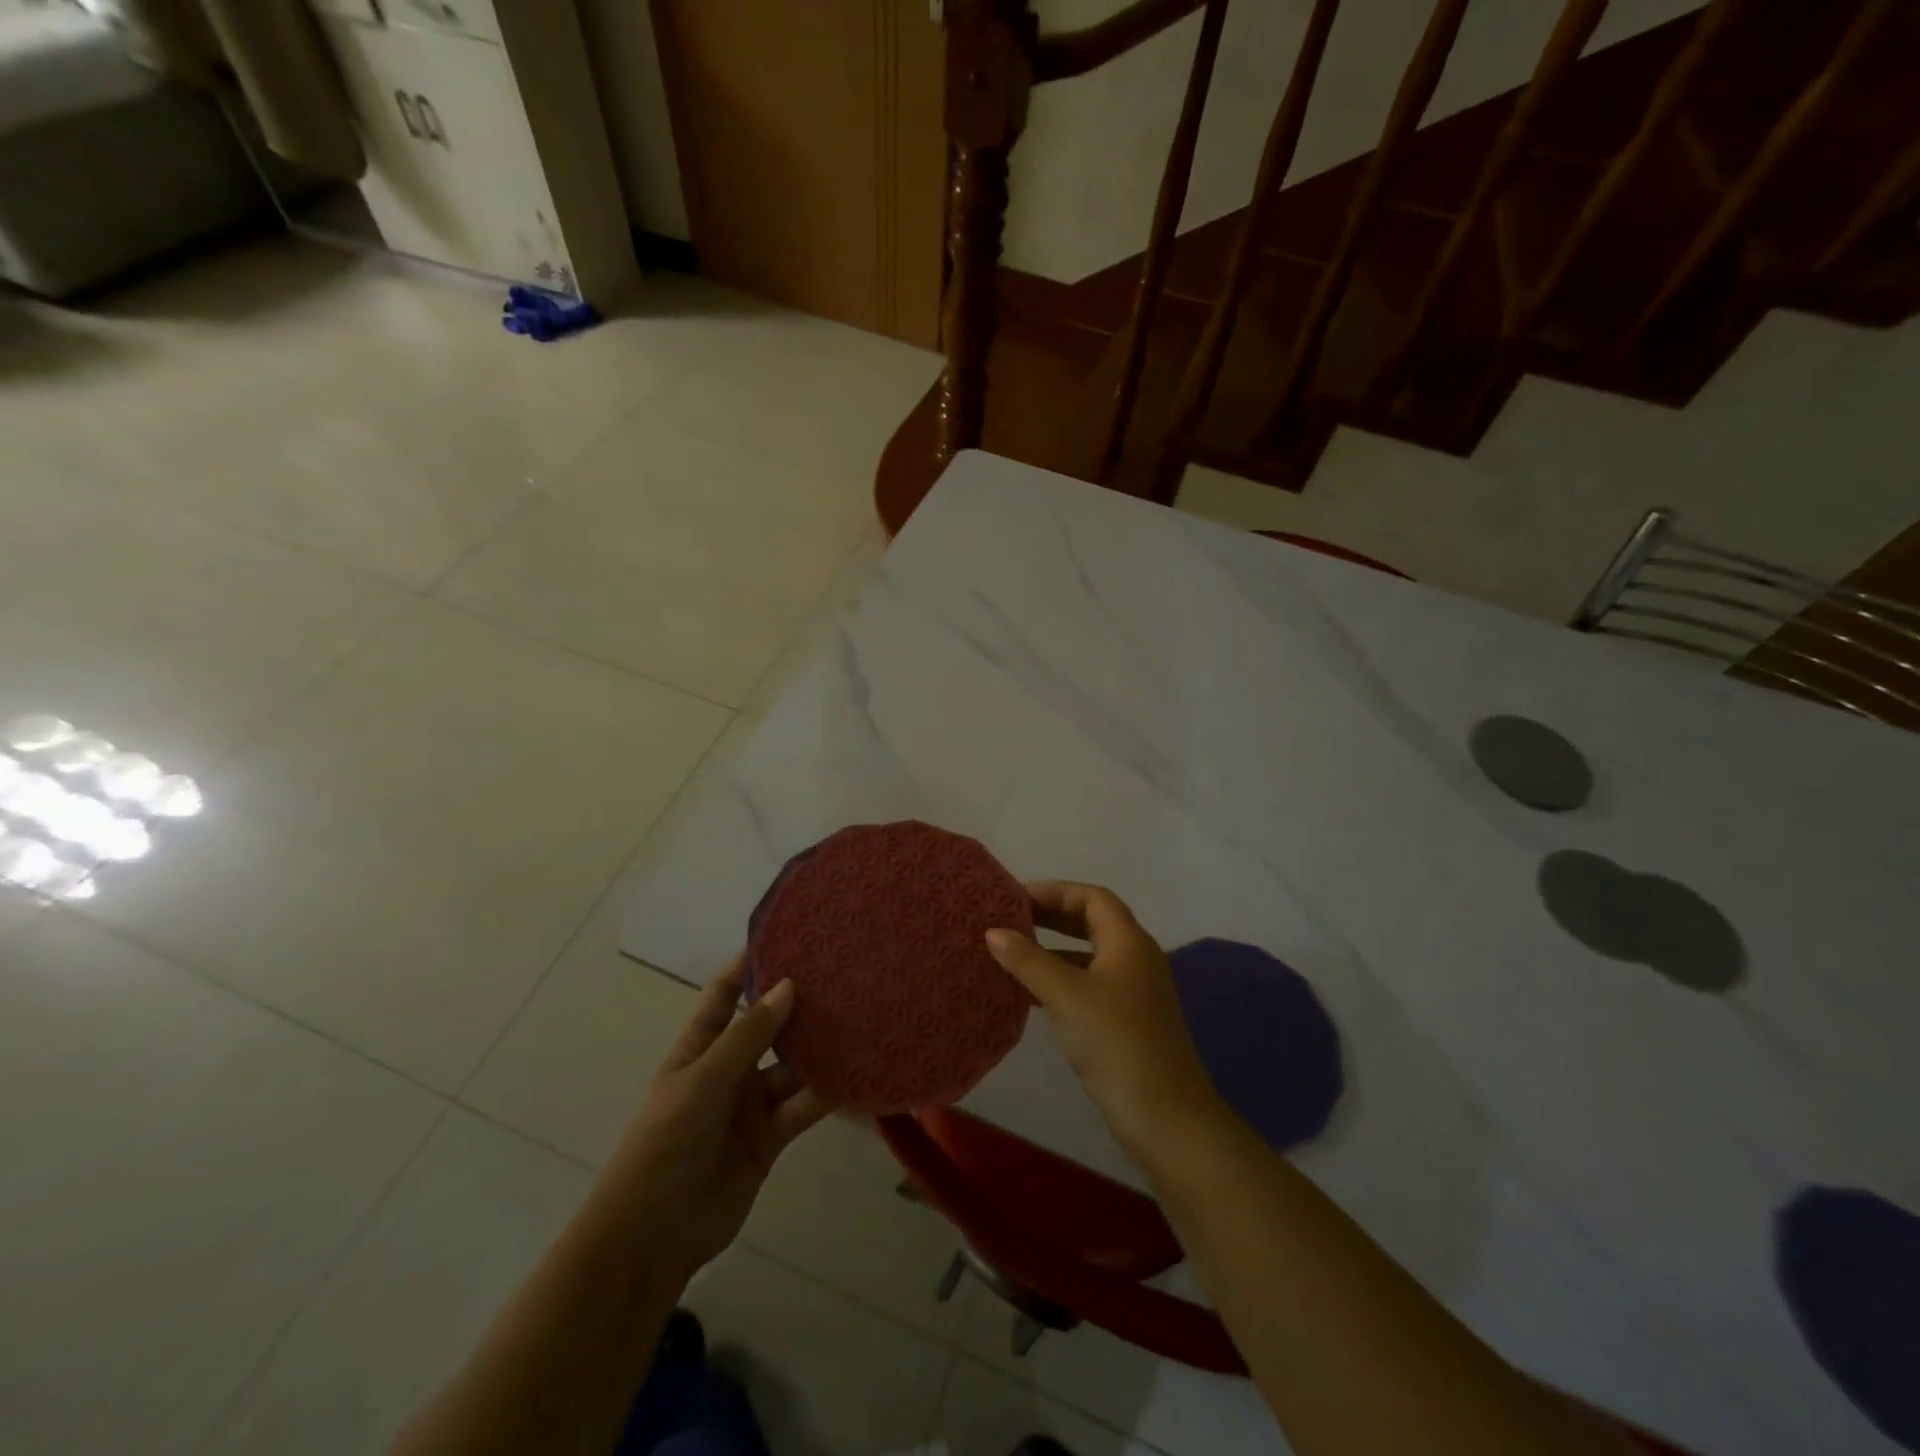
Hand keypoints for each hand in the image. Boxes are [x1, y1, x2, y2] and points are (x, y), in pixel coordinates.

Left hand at [599, 958, 829, 1287]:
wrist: (653, 1236)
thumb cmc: (665, 1144)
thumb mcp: (702, 1082)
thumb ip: (748, 1036)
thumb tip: (789, 985)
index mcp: (699, 1048)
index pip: (724, 995)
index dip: (748, 966)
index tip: (785, 937)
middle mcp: (729, 1069)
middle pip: (768, 1027)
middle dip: (798, 1005)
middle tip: (842, 974)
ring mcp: (752, 1103)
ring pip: (793, 1066)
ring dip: (820, 1049)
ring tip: (861, 1017)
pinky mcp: (772, 1136)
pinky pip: (804, 1106)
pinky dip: (828, 1093)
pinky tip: (858, 1073)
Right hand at [986, 881, 1225, 1161]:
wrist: (1166, 1118)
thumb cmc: (1116, 1043)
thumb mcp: (1067, 996)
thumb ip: (1029, 960)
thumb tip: (993, 931)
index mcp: (1128, 941)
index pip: (1091, 897)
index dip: (1054, 891)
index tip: (1014, 898)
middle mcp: (1135, 958)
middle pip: (1091, 921)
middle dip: (1051, 916)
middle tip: (1009, 920)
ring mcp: (1134, 991)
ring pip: (1088, 954)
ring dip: (1053, 949)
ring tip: (1012, 952)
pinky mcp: (1127, 1020)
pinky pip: (1089, 984)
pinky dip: (1061, 979)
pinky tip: (1030, 994)